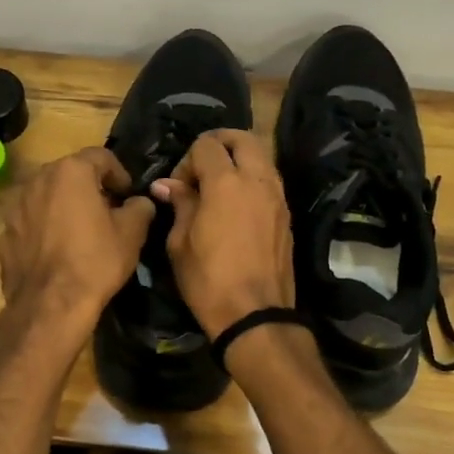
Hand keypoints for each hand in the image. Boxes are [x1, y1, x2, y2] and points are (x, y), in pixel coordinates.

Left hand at [0, 147, 154, 339]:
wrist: (50, 305)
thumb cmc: (96, 261)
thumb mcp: (132, 233)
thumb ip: (139, 208)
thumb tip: (139, 202)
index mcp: (70, 172)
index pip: (101, 157)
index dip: (119, 174)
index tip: (128, 195)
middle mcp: (38, 181)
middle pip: (69, 174)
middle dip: (89, 187)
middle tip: (107, 211)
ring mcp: (16, 208)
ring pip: (46, 198)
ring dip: (64, 207)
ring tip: (80, 232)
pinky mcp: (4, 235)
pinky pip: (31, 223)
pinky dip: (44, 230)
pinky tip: (57, 253)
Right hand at [149, 130, 293, 338]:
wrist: (255, 315)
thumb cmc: (208, 280)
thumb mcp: (180, 243)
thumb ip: (179, 205)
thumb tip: (167, 185)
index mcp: (226, 183)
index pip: (206, 145)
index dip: (187, 160)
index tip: (178, 187)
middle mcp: (257, 180)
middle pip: (243, 138)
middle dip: (219, 143)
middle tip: (201, 166)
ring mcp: (277, 196)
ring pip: (261, 156)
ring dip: (239, 159)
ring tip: (218, 185)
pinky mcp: (286, 214)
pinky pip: (269, 180)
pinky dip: (252, 178)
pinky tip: (236, 204)